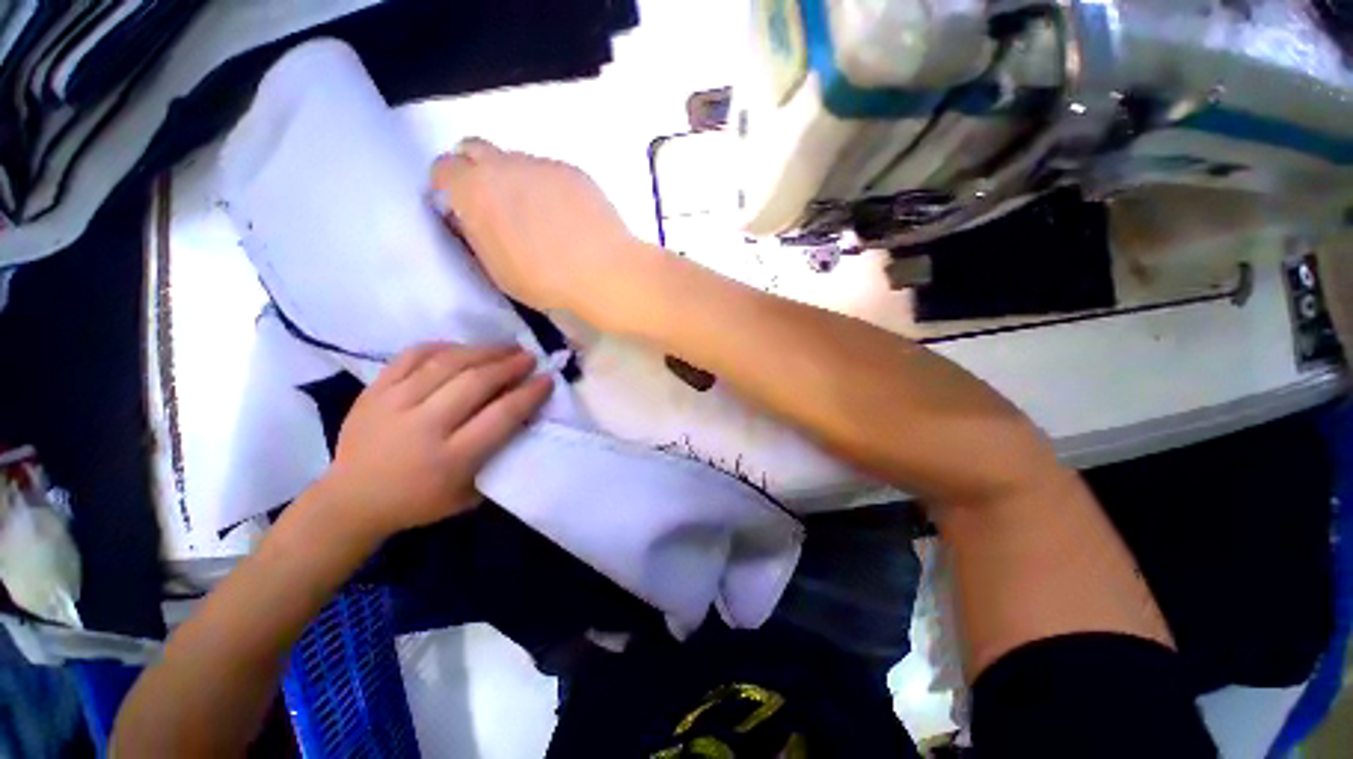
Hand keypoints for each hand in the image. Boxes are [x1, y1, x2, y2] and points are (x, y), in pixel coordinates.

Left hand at [319, 343, 552, 540]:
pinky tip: (463, 347)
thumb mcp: (470, 493)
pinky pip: (412, 355)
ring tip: (506, 347)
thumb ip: (498, 455)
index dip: (529, 393)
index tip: (547, 379)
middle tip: (529, 357)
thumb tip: (522, 416)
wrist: (351, 500)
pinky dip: (443, 346)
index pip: (501, 415)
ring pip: (447, 363)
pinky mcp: (373, 391)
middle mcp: (423, 427)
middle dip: (510, 365)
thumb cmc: (420, 502)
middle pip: (476, 382)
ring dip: (484, 350)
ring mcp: (393, 404)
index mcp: (451, 458)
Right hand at [430, 138, 651, 316]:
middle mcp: (504, 165)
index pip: (444, 168)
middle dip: (475, 171)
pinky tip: (568, 216)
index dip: (448, 186)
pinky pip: (550, 173)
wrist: (603, 272)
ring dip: (516, 180)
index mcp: (474, 189)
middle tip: (493, 204)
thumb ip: (477, 234)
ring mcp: (542, 164)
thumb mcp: (496, 268)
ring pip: (516, 162)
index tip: (459, 206)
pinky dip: (549, 188)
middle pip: (475, 150)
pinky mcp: (573, 171)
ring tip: (539, 216)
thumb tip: (472, 217)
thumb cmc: (546, 280)